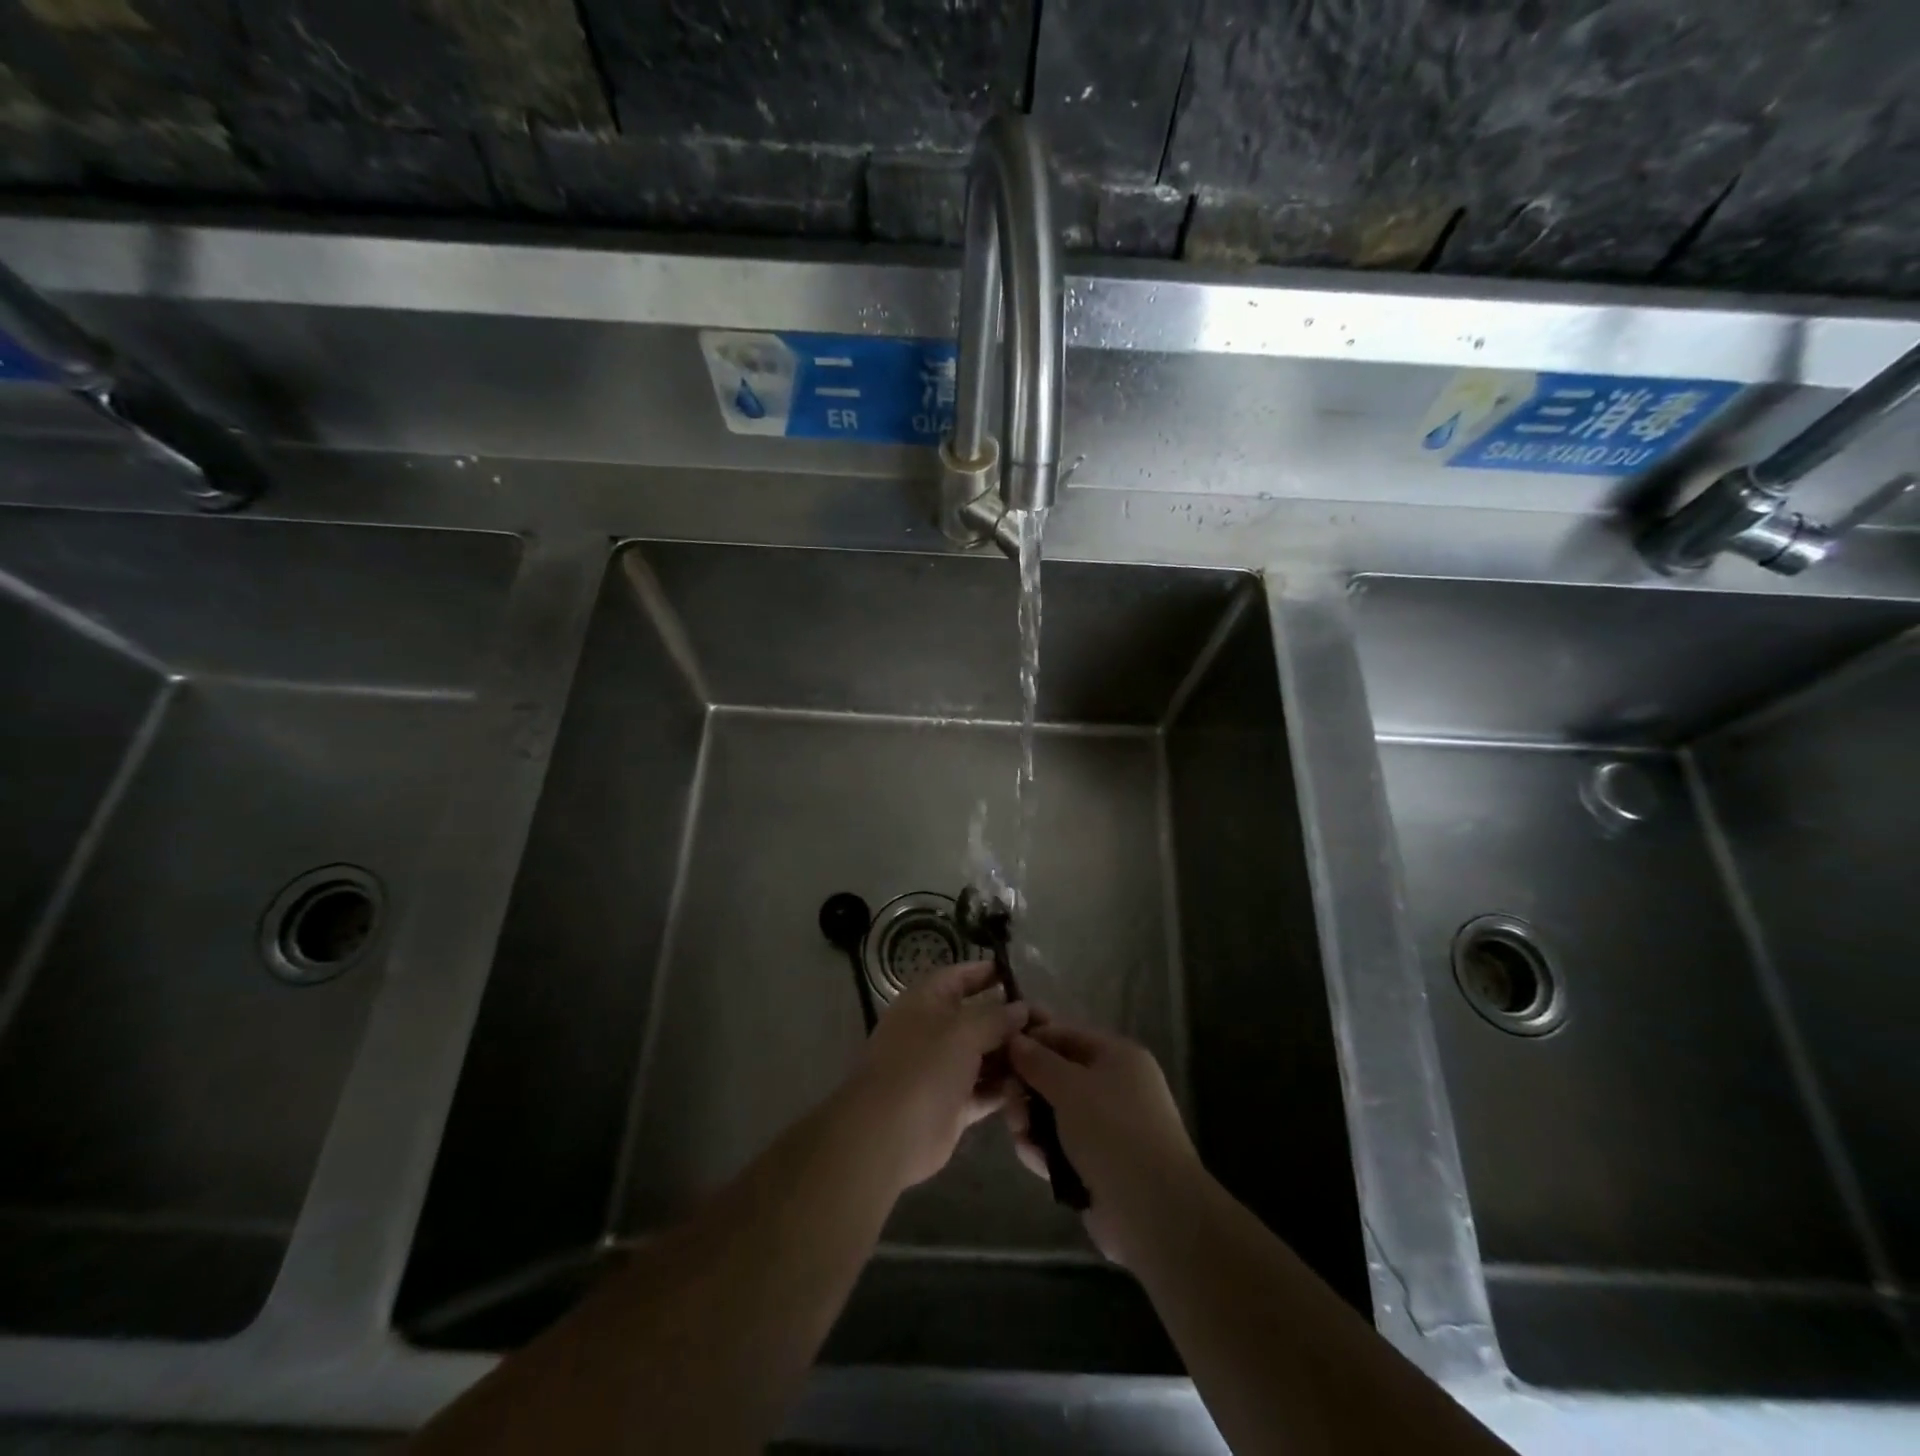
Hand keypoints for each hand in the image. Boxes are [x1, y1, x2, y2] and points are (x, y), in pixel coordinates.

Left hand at [850, 960, 1029, 1191]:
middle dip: (1010, 1020)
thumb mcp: (963, 1031)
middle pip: (978, 1017)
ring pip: (984, 1055)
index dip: (988, 972)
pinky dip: (1005, 1087)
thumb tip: (1021, 1008)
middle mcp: (935, 1030)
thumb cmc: (923, 1067)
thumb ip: (996, 1017)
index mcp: (927, 1002)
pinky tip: (1034, 1085)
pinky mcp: (953, 1103)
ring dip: (1012, 1055)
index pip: (960, 976)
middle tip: (1049, 1024)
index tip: (1021, 976)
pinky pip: (985, 1089)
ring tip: (1048, 1055)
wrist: (887, 1134)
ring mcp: (943, 1069)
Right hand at [1005, 1018, 1203, 1267]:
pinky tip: (1032, 1158)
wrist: (1154, 1211)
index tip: (999, 1053)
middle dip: (1027, 1088)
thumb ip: (1037, 1061)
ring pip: (1055, 1113)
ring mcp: (1107, 1127)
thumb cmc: (1112, 1131)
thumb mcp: (1070, 1086)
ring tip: (1020, 1136)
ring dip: (1031, 1122)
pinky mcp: (1098, 1163)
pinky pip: (1062, 1145)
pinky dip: (1044, 1149)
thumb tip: (1015, 1039)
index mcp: (1117, 1057)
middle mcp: (1114, 1086)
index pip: (1065, 1035)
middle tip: (1008, 1103)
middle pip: (1057, 1075)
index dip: (1031, 1040)